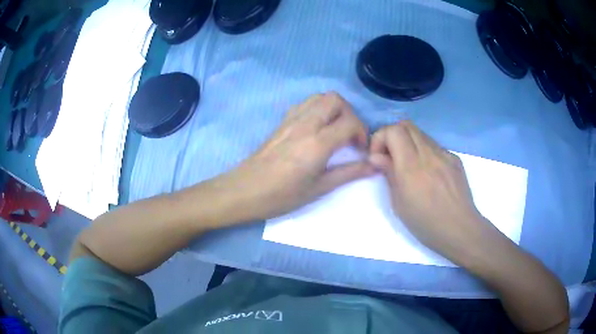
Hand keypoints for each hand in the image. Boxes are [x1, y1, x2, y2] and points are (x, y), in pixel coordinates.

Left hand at [212, 92, 375, 223]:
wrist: (245, 190)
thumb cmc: (282, 195)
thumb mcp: (319, 188)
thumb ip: (349, 173)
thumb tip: (374, 166)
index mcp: (318, 142)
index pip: (350, 122)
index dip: (362, 133)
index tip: (361, 150)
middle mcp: (306, 123)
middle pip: (335, 99)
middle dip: (350, 114)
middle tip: (350, 136)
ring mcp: (291, 119)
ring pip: (319, 97)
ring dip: (333, 109)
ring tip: (335, 130)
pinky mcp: (282, 121)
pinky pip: (305, 104)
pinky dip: (317, 109)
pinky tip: (316, 129)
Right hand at [368, 121, 490, 261]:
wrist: (460, 229)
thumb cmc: (426, 223)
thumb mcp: (399, 204)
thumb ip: (389, 174)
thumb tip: (376, 156)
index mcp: (411, 167)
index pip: (393, 131)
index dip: (380, 138)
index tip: (378, 157)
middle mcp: (429, 153)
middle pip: (406, 125)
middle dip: (392, 135)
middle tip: (391, 156)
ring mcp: (444, 154)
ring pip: (421, 134)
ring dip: (409, 142)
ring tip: (409, 165)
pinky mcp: (454, 159)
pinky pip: (435, 146)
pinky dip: (425, 151)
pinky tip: (428, 172)